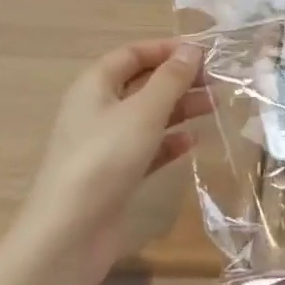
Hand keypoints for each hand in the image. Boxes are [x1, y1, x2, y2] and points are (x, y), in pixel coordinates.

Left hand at [2, 39, 209, 284]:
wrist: (68, 236)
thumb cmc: (105, 159)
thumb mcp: (144, 111)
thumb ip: (171, 78)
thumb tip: (192, 49)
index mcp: (95, 86)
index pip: (132, 54)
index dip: (167, 49)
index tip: (204, 52)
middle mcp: (97, 110)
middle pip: (142, 83)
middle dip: (179, 79)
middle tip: (216, 82)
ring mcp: (104, 144)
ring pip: (148, 115)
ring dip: (180, 108)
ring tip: (214, 107)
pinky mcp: (114, 174)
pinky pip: (147, 147)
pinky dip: (169, 141)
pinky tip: (192, 143)